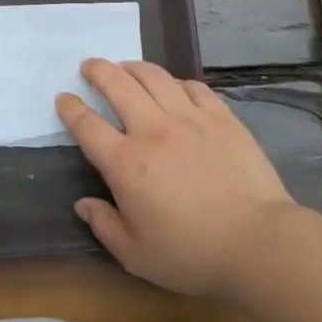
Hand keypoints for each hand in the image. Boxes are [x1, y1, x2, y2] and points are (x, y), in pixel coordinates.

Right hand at [58, 59, 293, 298]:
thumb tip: (83, 204)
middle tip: (89, 65)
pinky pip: (192, 87)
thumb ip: (105, 226)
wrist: (258, 242)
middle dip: (97, 70)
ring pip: (154, 76)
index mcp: (125, 163)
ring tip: (125, 67)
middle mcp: (152, 130)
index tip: (63, 98)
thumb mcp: (137, 255)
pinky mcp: (220, 117)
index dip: (70, 108)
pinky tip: (173, 87)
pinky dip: (175, 82)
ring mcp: (189, 118)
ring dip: (133, 67)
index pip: (87, 125)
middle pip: (117, 84)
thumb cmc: (192, 254)